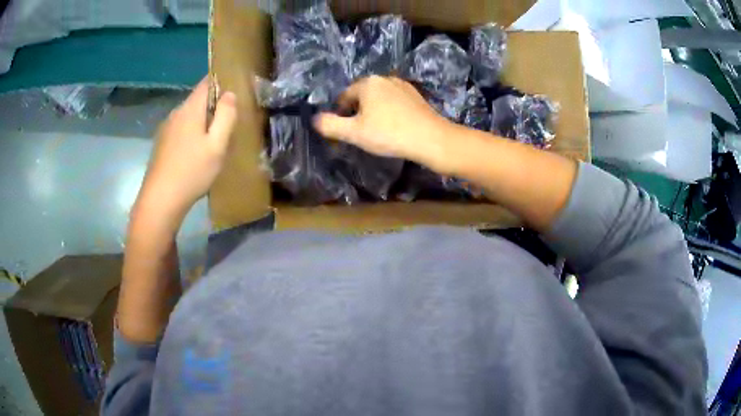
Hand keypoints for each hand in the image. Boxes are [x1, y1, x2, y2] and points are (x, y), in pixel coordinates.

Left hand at [137, 78, 237, 221]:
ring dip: (201, 123)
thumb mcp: (217, 145)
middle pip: (197, 101)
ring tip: (213, 142)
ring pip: (188, 117)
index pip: (206, 83)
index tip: (234, 90)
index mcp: (189, 109)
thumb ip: (226, 116)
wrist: (160, 201)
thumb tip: (230, 94)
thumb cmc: (191, 172)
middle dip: (213, 107)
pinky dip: (190, 135)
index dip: (220, 82)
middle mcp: (175, 114)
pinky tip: (195, 155)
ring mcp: (165, 130)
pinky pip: (180, 131)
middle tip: (228, 124)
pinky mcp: (161, 145)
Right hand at [313, 76, 454, 169]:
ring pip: (378, 97)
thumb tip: (314, 119)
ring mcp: (402, 85)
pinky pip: (394, 101)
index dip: (340, 114)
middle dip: (357, 111)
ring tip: (377, 130)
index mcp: (367, 83)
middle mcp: (384, 78)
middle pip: (361, 95)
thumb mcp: (354, 133)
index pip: (344, 97)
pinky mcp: (415, 95)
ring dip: (373, 111)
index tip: (344, 131)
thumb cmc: (389, 134)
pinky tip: (394, 125)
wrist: (430, 138)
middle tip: (360, 132)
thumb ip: (330, 125)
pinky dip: (389, 111)